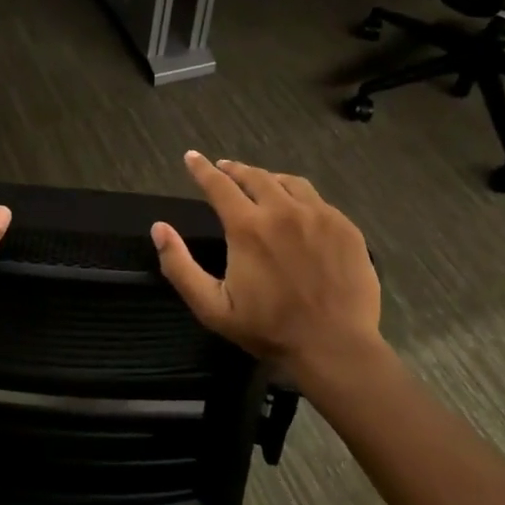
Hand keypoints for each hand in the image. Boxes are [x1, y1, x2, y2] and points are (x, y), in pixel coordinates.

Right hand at [152, 151, 388, 388]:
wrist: (335, 347)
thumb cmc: (268, 329)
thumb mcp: (212, 306)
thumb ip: (179, 266)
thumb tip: (159, 228)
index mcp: (248, 227)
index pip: (219, 185)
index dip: (202, 169)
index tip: (192, 157)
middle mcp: (283, 211)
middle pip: (255, 177)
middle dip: (234, 170)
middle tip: (224, 169)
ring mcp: (319, 216)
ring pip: (289, 183)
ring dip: (268, 179)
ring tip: (261, 183)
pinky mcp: (345, 227)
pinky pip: (318, 200)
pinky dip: (299, 197)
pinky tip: (297, 210)